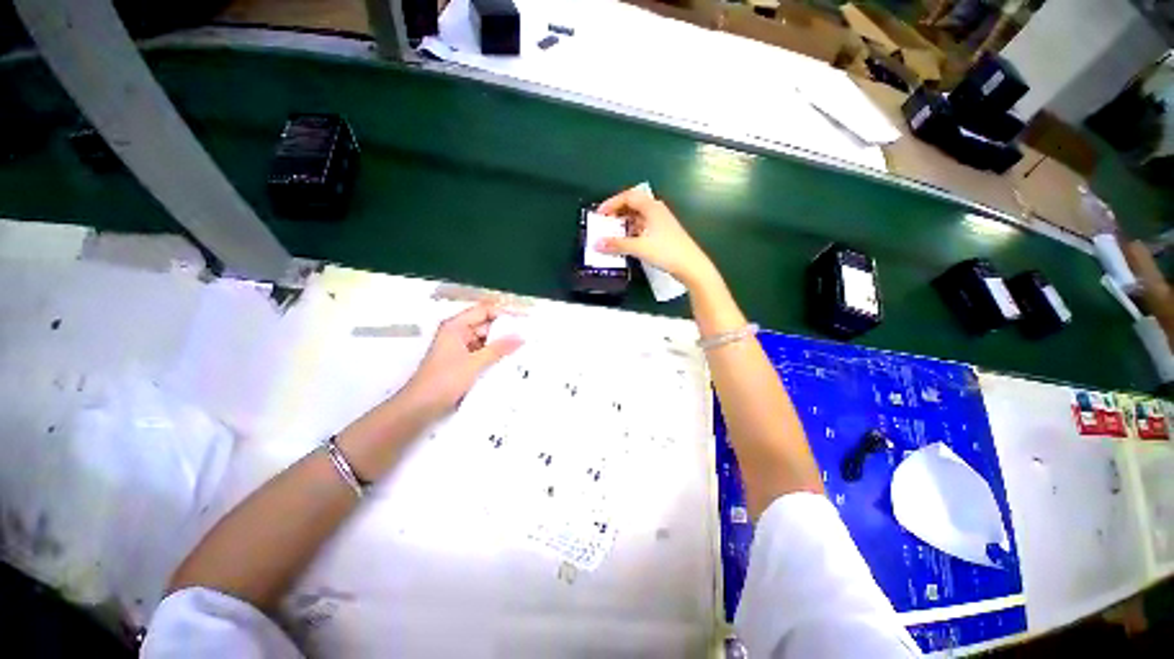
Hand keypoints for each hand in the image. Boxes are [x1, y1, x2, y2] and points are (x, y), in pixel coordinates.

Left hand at [402, 300, 522, 414]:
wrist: (420, 407)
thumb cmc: (442, 381)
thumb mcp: (475, 363)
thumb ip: (499, 349)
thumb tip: (519, 338)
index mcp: (455, 326)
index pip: (484, 310)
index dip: (503, 313)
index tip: (522, 319)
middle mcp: (457, 333)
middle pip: (485, 324)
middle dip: (504, 330)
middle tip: (524, 335)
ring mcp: (459, 347)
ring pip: (485, 339)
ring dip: (500, 344)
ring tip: (520, 348)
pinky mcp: (461, 361)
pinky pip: (482, 352)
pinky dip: (493, 354)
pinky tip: (507, 360)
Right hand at [595, 186, 716, 288]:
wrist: (691, 266)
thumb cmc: (666, 251)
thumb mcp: (639, 247)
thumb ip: (617, 245)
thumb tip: (596, 244)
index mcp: (651, 207)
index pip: (628, 197)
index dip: (611, 203)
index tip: (599, 215)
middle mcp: (656, 211)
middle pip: (633, 205)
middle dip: (617, 213)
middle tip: (604, 224)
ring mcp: (661, 222)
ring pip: (638, 217)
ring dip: (624, 224)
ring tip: (612, 234)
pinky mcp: (663, 234)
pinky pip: (643, 227)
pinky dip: (632, 232)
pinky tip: (626, 243)